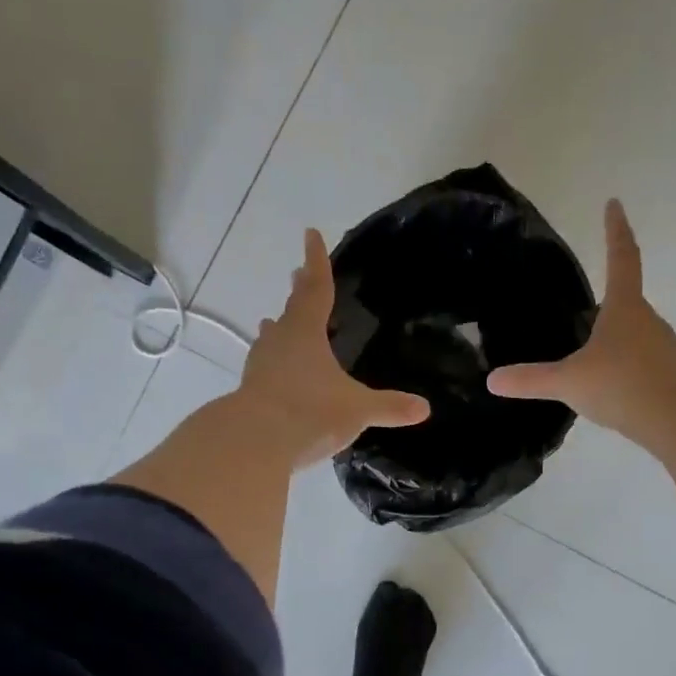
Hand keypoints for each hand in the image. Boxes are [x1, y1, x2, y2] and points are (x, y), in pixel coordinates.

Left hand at [240, 229, 430, 467]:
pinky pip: (265, 366)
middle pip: (292, 308)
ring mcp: (261, 365)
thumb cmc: (310, 412)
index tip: (310, 233)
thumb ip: (390, 407)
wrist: (253, 442)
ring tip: (276, 321)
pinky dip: (274, 361)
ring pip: (272, 336)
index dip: (317, 261)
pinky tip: (275, 372)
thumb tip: (425, 408)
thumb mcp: (357, 410)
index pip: (317, 289)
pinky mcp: (250, 389)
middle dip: (299, 290)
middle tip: (298, 273)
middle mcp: (280, 341)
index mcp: (306, 332)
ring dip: (279, 326)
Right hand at [488, 199, 675, 449]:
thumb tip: (492, 380)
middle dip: (608, 301)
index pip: (621, 258)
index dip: (615, 230)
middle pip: (627, 301)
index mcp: (624, 308)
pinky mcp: (669, 376)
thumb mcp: (569, 382)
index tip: (614, 203)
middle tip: (586, 308)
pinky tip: (611, 387)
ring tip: (592, 355)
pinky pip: (642, 363)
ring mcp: (663, 348)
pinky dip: (626, 367)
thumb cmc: (623, 385)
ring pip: (635, 335)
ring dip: (616, 338)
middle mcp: (647, 321)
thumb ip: (531, 380)